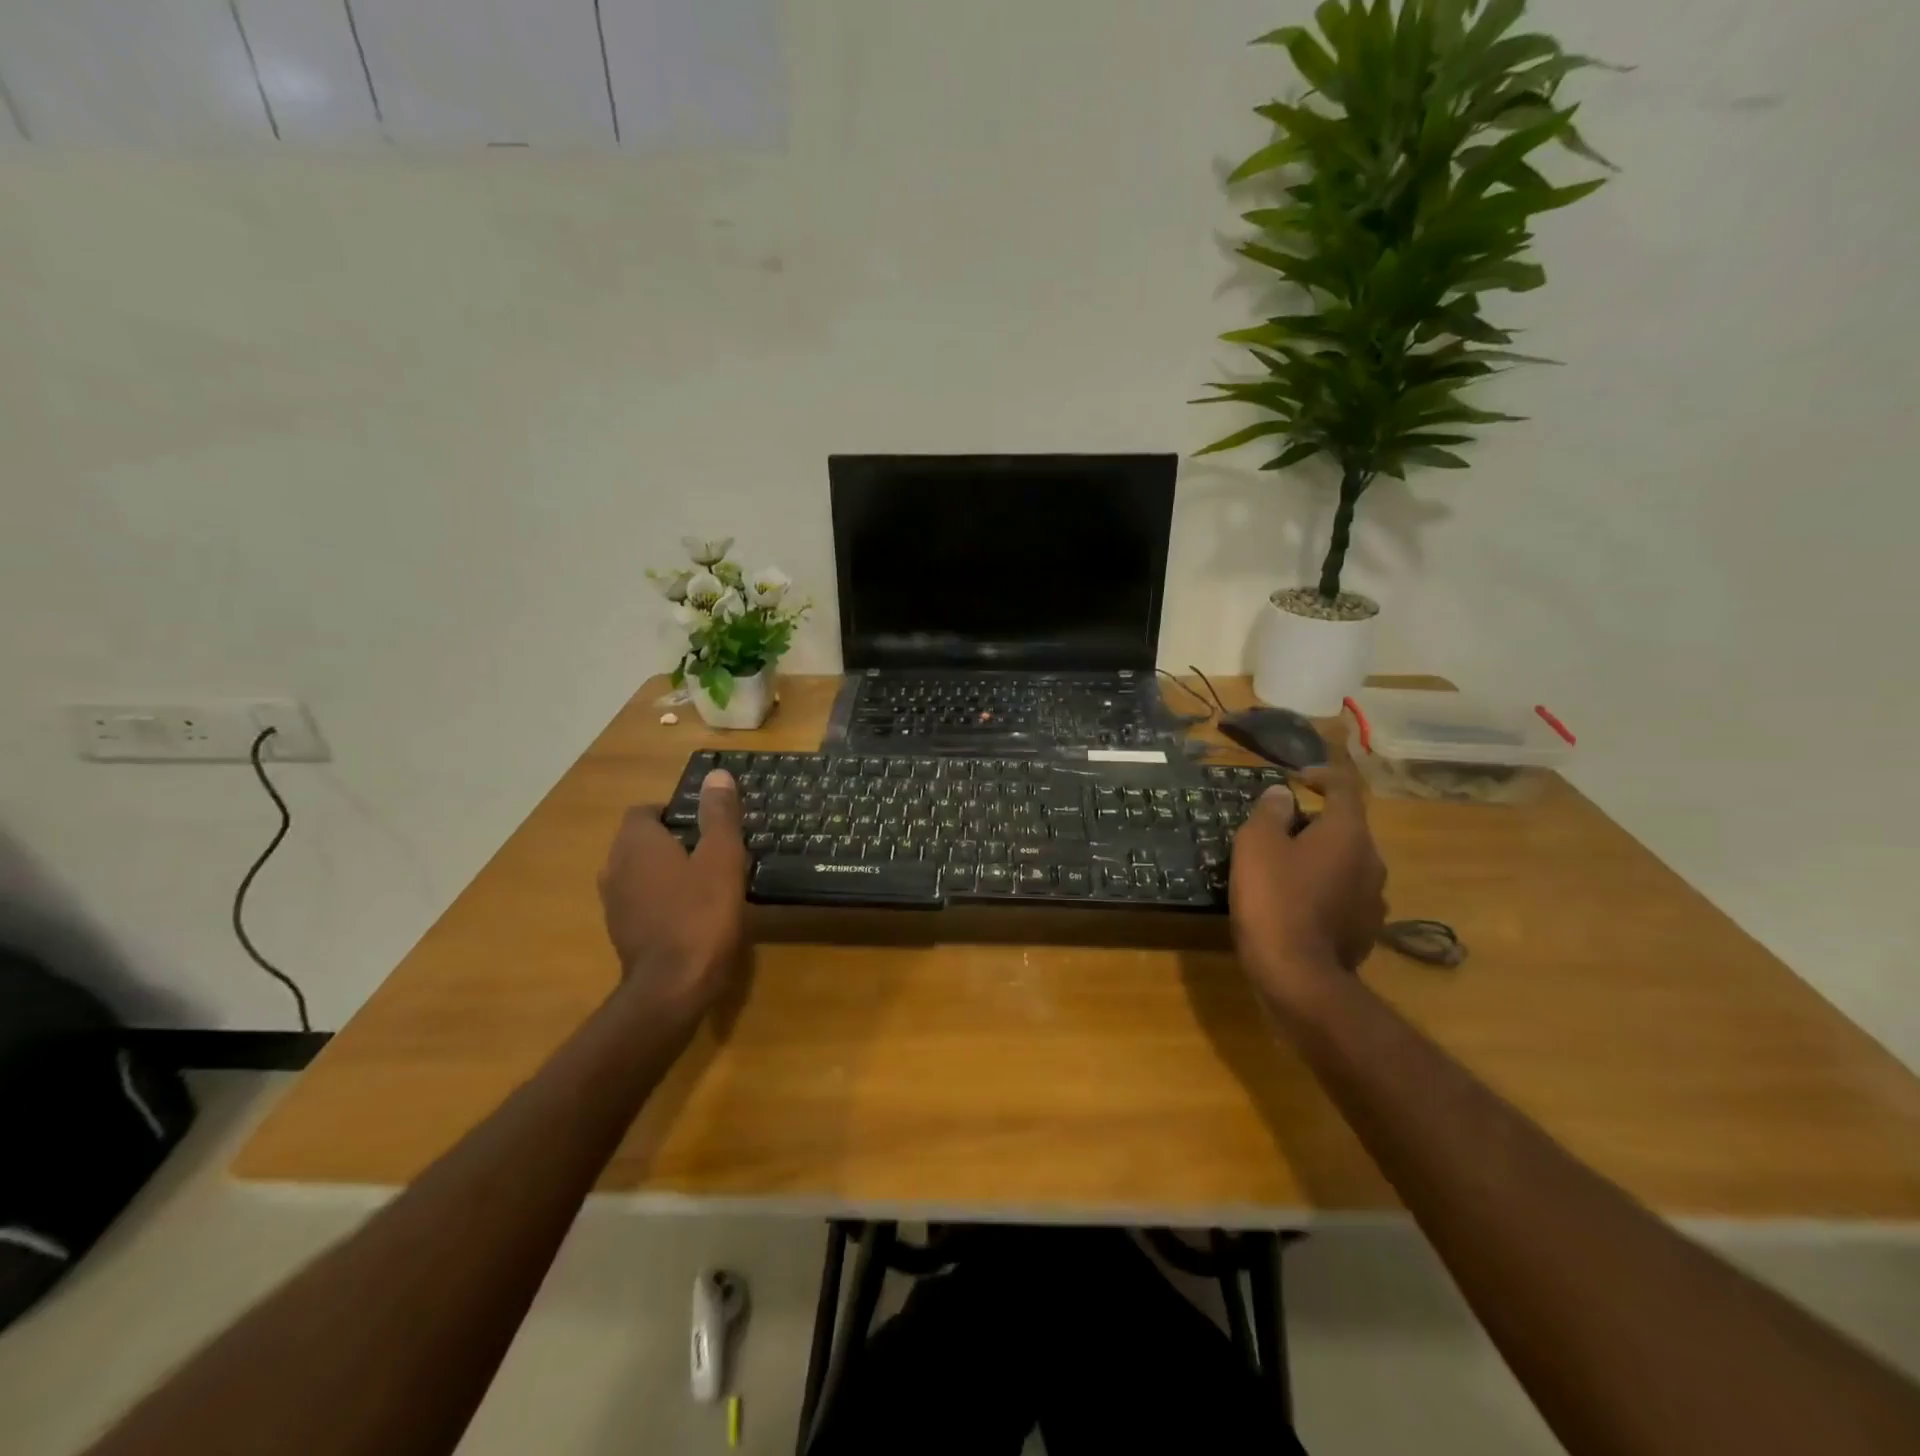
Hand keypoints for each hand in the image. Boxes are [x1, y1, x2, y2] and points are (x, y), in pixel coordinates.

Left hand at [598, 770, 749, 1017]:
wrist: (673, 986)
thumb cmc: (701, 913)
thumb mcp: (722, 857)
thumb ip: (719, 815)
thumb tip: (717, 775)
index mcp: (636, 842)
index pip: (645, 811)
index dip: (674, 812)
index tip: (706, 824)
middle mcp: (615, 866)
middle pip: (640, 840)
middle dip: (672, 840)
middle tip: (712, 849)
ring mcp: (614, 903)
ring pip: (639, 872)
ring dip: (665, 871)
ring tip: (704, 880)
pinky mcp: (621, 932)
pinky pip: (640, 901)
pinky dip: (660, 899)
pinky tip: (690, 912)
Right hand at [1229, 753, 1387, 1009]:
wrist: (1298, 976)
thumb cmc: (1274, 899)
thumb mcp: (1256, 845)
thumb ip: (1270, 812)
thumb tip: (1283, 795)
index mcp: (1347, 833)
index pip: (1344, 788)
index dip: (1322, 775)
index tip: (1298, 777)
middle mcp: (1371, 860)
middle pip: (1345, 827)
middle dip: (1314, 823)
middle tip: (1276, 831)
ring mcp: (1374, 898)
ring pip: (1346, 863)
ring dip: (1319, 858)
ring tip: (1283, 869)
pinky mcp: (1366, 930)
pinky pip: (1344, 895)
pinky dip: (1323, 889)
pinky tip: (1295, 904)